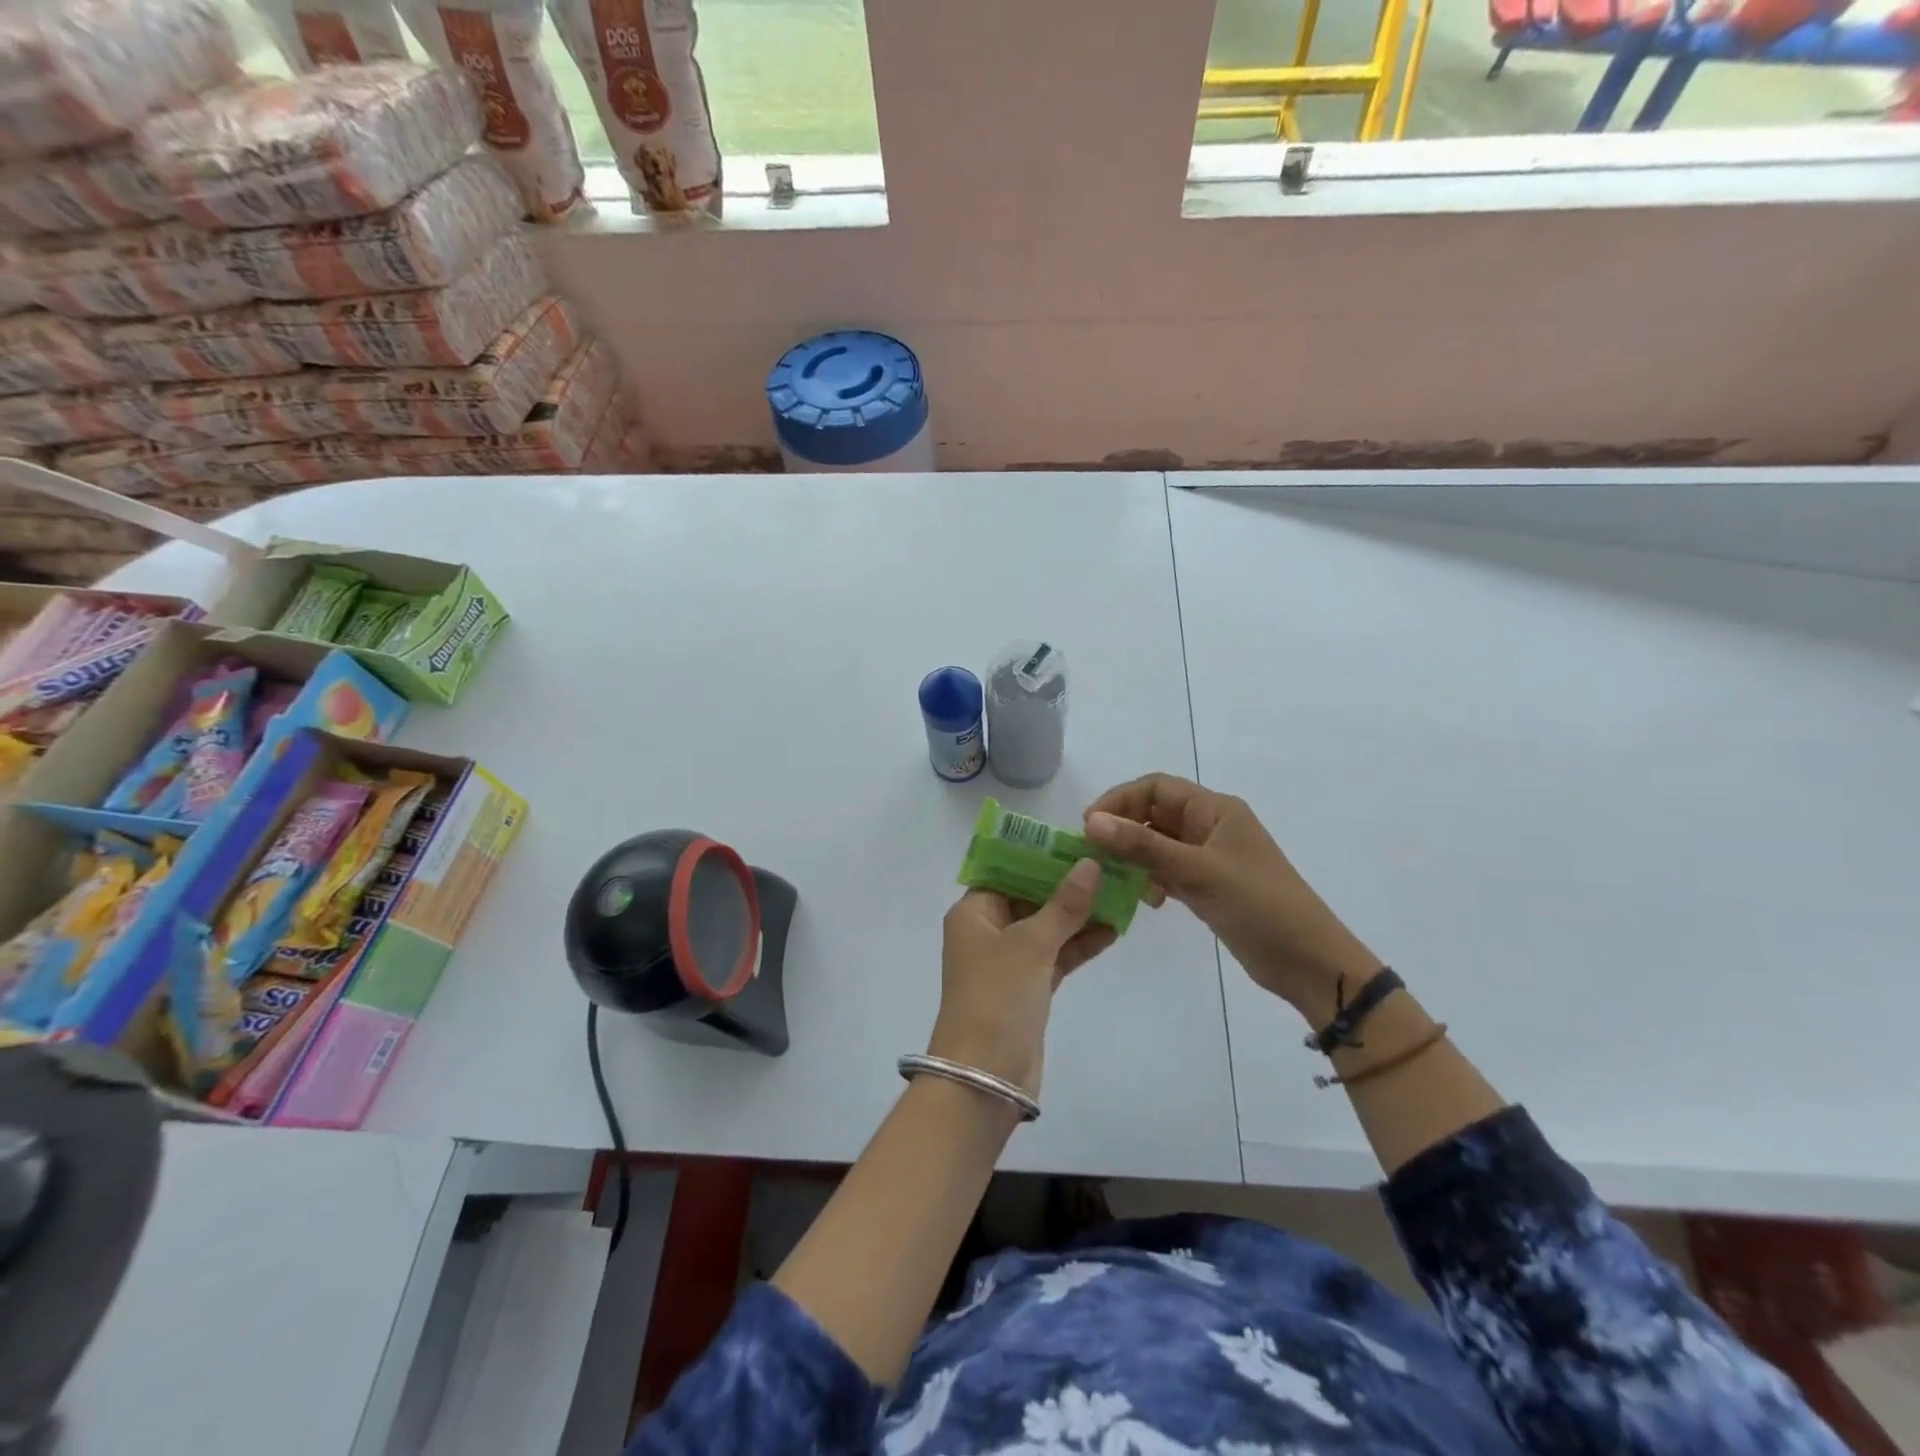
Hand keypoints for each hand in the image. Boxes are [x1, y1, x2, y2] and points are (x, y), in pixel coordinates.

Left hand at [930, 859, 1115, 1100]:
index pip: (1007, 871)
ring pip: (1047, 927)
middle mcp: (988, 931)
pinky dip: (1080, 944)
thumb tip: (1090, 864)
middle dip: (1067, 884)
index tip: (1078, 843)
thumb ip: (1064, 904)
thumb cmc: (997, 997)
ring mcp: (1009, 962)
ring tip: (1120, 891)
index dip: (1041, 857)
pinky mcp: (1028, 988)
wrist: (985, 1077)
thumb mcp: (1031, 944)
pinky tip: (1113, 928)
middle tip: (1109, 864)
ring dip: (1079, 914)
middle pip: (1030, 897)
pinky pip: (1056, 955)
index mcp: (973, 912)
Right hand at [1083, 773, 1378, 1026]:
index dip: (1120, 800)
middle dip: (1123, 829)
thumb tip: (1091, 822)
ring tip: (1115, 878)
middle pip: (1154, 814)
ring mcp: (1209, 858)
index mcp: (1215, 810)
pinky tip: (1147, 900)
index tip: (1089, 826)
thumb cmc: (1259, 905)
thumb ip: (1143, 846)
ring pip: (1158, 844)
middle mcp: (1210, 827)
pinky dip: (1151, 879)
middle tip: (1093, 855)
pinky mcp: (1208, 887)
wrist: (1308, 961)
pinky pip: (1168, 871)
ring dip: (1134, 856)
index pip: (1156, 788)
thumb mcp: (1198, 871)